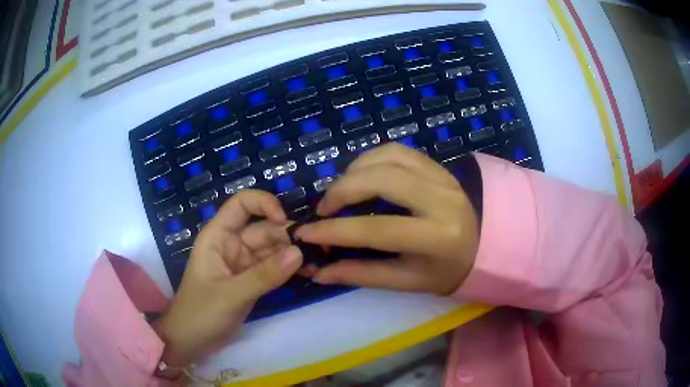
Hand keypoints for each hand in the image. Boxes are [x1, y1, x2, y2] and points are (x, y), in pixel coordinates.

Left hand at [154, 190, 301, 367]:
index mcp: (218, 236)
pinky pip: (274, 268)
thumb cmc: (201, 312)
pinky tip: (307, 273)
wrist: (191, 341)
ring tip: (317, 263)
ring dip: (293, 254)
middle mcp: (232, 244)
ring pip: (272, 249)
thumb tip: (299, 252)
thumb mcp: (231, 294)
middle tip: (316, 249)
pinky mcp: (252, 280)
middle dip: (287, 236)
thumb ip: (264, 275)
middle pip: (264, 228)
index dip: (264, 203)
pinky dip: (289, 269)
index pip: (241, 204)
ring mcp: (243, 263)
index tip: (285, 222)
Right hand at [295, 144, 478, 295]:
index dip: (335, 231)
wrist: (485, 246)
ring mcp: (442, 176)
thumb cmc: (446, 271)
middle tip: (324, 208)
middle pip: (381, 180)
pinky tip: (362, 175)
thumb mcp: (407, 281)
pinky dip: (371, 158)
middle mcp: (441, 199)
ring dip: (354, 170)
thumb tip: (319, 272)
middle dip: (342, 190)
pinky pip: (398, 150)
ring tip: (341, 191)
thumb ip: (362, 274)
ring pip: (388, 156)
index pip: (377, 230)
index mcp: (436, 237)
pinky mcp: (438, 165)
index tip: (305, 232)